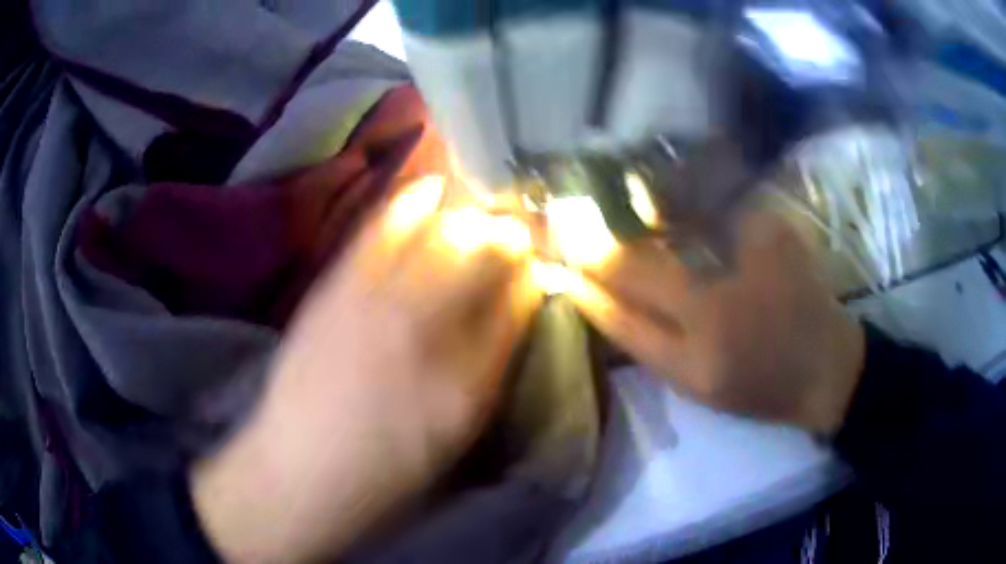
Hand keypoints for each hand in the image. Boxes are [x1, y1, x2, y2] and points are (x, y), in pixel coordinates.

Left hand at [192, 176, 539, 561]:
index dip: (532, 274)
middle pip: (483, 258)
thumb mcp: (457, 432)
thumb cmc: (389, 465)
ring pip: (439, 234)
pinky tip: (428, 187)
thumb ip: (491, 370)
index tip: (537, 260)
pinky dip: (409, 202)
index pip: (517, 303)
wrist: (303, 464)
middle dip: (508, 235)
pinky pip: (381, 229)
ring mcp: (378, 300)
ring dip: (468, 213)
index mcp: (468, 378)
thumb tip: (512, 312)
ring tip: (481, 202)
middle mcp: (428, 328)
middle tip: (516, 226)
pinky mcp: (338, 286)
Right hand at [565, 206, 865, 435]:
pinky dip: (679, 191)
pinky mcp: (770, 215)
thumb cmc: (756, 382)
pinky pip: (710, 194)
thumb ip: (631, 331)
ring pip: (673, 200)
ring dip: (633, 197)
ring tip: (605, 197)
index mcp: (697, 320)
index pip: (617, 274)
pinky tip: (667, 196)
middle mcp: (721, 264)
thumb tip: (581, 289)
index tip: (545, 242)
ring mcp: (749, 228)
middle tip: (564, 210)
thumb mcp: (688, 378)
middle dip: (597, 218)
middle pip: (639, 230)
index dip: (578, 254)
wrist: (825, 361)